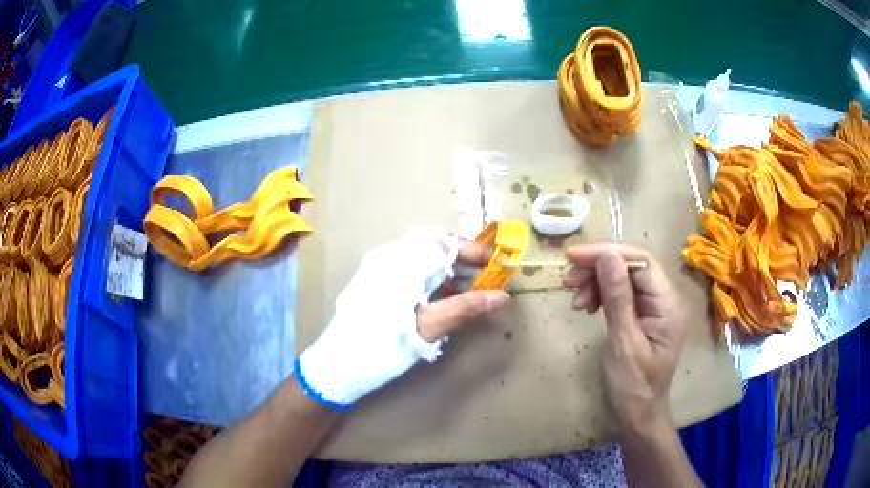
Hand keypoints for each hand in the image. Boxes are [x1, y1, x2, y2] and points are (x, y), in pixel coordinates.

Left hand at [297, 228, 510, 407]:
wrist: (338, 364)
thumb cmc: (384, 344)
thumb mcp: (429, 327)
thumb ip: (466, 307)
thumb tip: (502, 297)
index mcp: (402, 260)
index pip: (446, 243)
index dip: (475, 251)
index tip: (499, 264)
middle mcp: (389, 256)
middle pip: (434, 248)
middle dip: (463, 262)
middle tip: (486, 280)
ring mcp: (378, 268)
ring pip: (422, 259)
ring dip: (447, 271)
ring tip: (468, 291)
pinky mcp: (374, 281)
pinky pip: (408, 270)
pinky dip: (430, 279)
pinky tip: (440, 299)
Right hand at [563, 244, 686, 432]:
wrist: (636, 416)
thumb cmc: (632, 387)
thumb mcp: (624, 344)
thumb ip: (618, 298)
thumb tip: (608, 255)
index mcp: (668, 304)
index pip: (641, 262)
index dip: (608, 253)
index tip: (573, 256)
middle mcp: (665, 299)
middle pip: (632, 266)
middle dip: (599, 267)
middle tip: (568, 279)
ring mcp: (654, 307)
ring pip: (623, 278)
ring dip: (596, 281)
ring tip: (575, 298)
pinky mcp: (642, 315)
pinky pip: (621, 293)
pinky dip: (600, 294)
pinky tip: (586, 305)